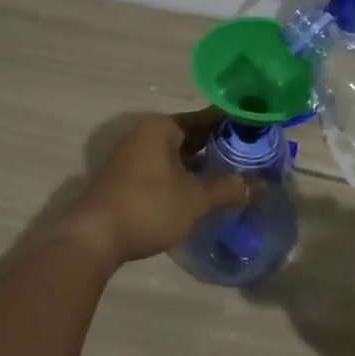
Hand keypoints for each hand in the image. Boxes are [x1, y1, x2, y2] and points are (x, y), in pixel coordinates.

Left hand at [53, 110, 250, 266]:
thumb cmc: (148, 206)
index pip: (206, 117)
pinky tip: (201, 190)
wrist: (93, 238)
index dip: (233, 124)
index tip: (258, 130)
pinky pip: (162, 168)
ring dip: (200, 163)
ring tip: (232, 173)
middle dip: (218, 145)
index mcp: (160, 127)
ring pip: (175, 154)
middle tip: (251, 154)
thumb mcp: (194, 199)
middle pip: (190, 134)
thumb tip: (261, 186)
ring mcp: (131, 156)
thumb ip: (228, 189)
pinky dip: (182, 175)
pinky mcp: (124, 179)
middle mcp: (144, 134)